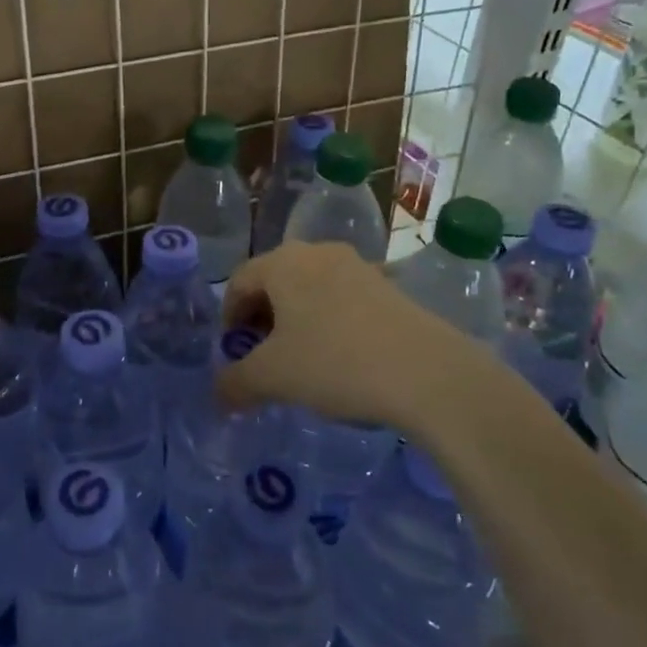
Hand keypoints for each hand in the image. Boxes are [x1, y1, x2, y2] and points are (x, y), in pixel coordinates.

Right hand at [218, 241, 484, 437]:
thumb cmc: (335, 363)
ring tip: (303, 359)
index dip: (229, 317)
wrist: (428, 372)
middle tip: (263, 357)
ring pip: (310, 288)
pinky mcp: (388, 286)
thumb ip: (235, 383)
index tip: (233, 352)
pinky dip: (331, 321)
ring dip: (297, 319)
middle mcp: (317, 252)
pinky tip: (342, 356)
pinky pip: (343, 298)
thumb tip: (218, 394)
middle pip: (275, 281)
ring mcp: (358, 266)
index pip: (239, 281)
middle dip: (262, 318)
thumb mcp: (273, 378)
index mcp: (283, 263)